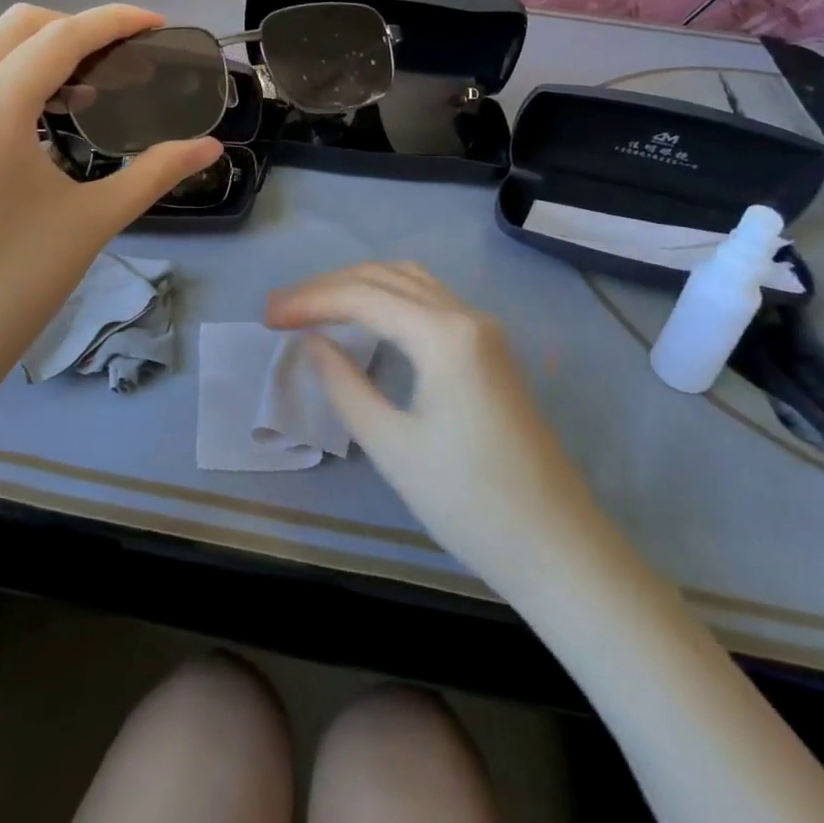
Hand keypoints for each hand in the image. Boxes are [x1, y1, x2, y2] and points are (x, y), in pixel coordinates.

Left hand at [0, 4, 221, 455]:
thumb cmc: (12, 289)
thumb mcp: (92, 222)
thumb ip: (156, 172)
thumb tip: (211, 146)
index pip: (61, 37)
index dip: (115, 22)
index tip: (158, 25)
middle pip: (19, 26)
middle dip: (78, 28)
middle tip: (126, 60)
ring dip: (42, 52)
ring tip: (90, 89)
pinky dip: (11, 77)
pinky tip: (41, 120)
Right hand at [265, 263, 602, 589]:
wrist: (556, 545)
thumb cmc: (469, 502)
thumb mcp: (392, 446)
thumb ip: (344, 384)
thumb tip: (311, 342)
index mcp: (445, 334)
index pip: (363, 296)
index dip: (309, 300)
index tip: (266, 317)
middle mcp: (466, 316)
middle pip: (385, 276)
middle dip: (328, 286)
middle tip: (280, 311)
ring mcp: (483, 330)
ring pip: (410, 283)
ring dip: (359, 286)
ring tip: (314, 308)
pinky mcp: (488, 349)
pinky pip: (429, 303)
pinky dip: (388, 300)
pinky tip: (365, 321)